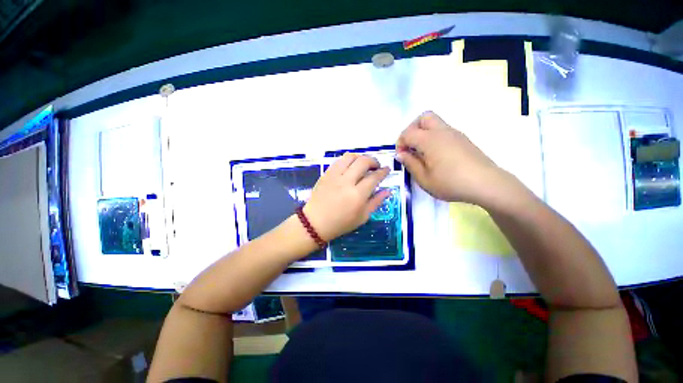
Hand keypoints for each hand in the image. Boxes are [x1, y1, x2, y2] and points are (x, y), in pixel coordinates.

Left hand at [303, 153, 390, 240]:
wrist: (315, 222)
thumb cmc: (341, 223)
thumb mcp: (362, 217)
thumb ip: (376, 202)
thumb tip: (388, 190)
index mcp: (358, 195)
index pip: (374, 177)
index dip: (383, 171)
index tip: (387, 170)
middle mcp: (347, 181)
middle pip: (364, 162)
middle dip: (374, 161)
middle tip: (376, 166)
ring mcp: (335, 176)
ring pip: (350, 156)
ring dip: (360, 157)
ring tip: (363, 164)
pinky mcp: (326, 173)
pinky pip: (339, 160)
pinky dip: (348, 160)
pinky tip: (350, 167)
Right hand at [396, 111, 514, 204]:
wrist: (486, 184)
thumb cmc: (450, 182)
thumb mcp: (424, 178)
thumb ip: (410, 164)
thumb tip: (401, 154)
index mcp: (429, 140)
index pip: (408, 133)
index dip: (400, 143)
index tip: (402, 157)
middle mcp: (442, 131)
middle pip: (423, 118)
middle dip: (412, 129)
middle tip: (411, 147)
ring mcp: (455, 134)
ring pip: (435, 123)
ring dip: (423, 133)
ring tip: (423, 154)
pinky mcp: (463, 140)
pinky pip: (444, 131)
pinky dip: (434, 137)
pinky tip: (437, 156)